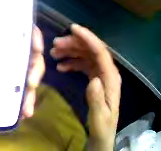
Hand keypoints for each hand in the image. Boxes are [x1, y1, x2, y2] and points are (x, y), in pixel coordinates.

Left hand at [0, 25, 45, 118]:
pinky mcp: (3, 94)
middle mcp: (4, 57)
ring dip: (32, 93)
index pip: (19, 31)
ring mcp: (5, 77)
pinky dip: (24, 106)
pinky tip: (23, 114)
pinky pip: (19, 98)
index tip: (36, 47)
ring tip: (27, 108)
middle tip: (31, 83)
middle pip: (30, 57)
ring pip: (27, 80)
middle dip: (36, 69)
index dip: (33, 36)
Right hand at [50, 24, 120, 150]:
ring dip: (72, 52)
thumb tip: (93, 80)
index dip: (87, 38)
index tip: (72, 29)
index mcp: (111, 78)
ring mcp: (102, 76)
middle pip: (92, 51)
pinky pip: (85, 66)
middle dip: (75, 44)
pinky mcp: (96, 81)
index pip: (100, 52)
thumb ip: (97, 100)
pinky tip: (62, 66)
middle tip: (56, 45)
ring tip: (55, 54)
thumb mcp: (99, 119)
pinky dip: (74, 63)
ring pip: (87, 56)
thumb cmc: (102, 128)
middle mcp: (107, 72)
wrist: (103, 136)